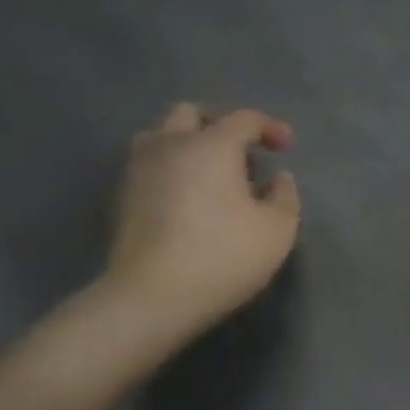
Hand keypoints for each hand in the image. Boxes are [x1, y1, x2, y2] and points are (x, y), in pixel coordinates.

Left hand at [104, 103, 301, 333]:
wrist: (154, 295)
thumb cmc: (226, 255)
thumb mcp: (278, 229)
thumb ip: (285, 197)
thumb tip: (278, 179)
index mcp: (211, 146)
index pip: (244, 119)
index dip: (270, 127)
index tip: (286, 148)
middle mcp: (170, 146)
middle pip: (191, 114)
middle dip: (221, 125)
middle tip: (244, 153)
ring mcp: (139, 170)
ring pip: (161, 136)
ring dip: (190, 144)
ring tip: (213, 174)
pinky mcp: (123, 197)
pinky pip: (150, 166)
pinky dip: (173, 170)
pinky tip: (190, 199)